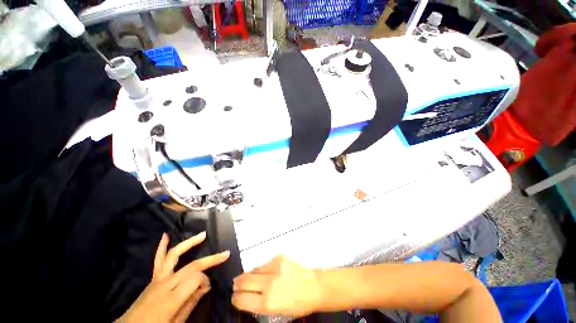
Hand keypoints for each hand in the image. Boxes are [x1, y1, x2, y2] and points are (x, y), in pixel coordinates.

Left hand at [117, 232, 229, 322]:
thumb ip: (191, 303)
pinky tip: (166, 235)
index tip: (208, 287)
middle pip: (191, 266)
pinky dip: (162, 246)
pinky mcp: (153, 277)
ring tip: (202, 235)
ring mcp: (157, 279)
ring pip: (174, 255)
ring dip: (189, 243)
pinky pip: (158, 259)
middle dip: (209, 259)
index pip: (195, 279)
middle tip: (224, 254)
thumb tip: (206, 285)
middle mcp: (165, 284)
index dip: (205, 280)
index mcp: (171, 299)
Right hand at [232, 256, 322, 315]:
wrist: (313, 287)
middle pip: (243, 281)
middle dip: (237, 284)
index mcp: (268, 303)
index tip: (235, 297)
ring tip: (253, 279)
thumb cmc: (296, 304)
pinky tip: (268, 272)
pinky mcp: (279, 257)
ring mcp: (274, 268)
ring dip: (250, 275)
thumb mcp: (276, 311)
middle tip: (237, 285)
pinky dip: (263, 269)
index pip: (241, 299)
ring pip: (253, 270)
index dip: (235, 298)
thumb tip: (246, 296)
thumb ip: (259, 303)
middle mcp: (269, 284)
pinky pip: (264, 263)